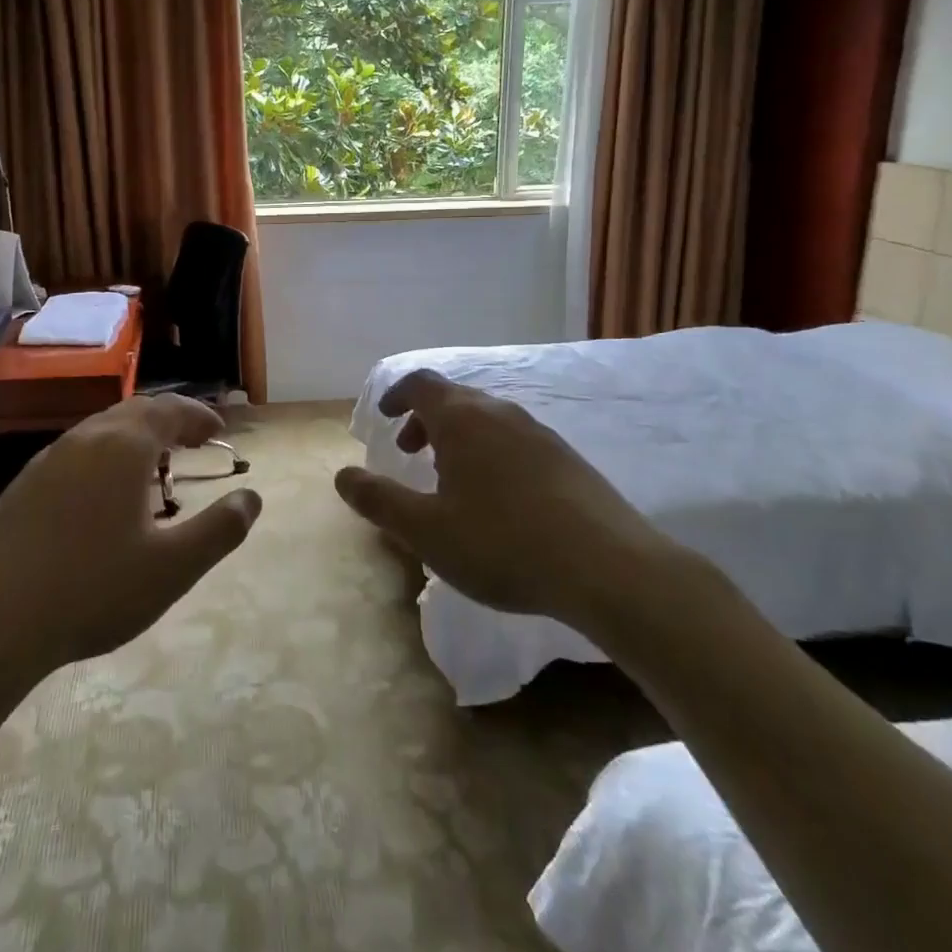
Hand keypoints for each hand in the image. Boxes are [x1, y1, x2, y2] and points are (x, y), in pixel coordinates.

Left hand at [0, 394, 260, 681]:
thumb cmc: (92, 590)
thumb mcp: (172, 569)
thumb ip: (220, 529)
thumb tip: (252, 497)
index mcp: (122, 447)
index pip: (169, 410)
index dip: (198, 415)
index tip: (218, 429)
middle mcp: (84, 439)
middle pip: (134, 412)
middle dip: (169, 420)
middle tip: (192, 441)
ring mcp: (47, 460)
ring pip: (101, 430)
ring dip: (135, 437)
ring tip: (154, 466)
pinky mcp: (22, 486)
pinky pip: (76, 453)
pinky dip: (104, 456)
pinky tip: (104, 496)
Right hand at [333, 370, 676, 627]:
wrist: (609, 567)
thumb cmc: (503, 543)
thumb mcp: (427, 531)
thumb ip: (380, 500)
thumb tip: (342, 476)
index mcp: (462, 419)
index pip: (420, 383)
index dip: (396, 394)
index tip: (383, 417)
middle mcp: (500, 413)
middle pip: (453, 398)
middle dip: (424, 419)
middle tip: (410, 452)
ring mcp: (539, 433)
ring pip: (486, 419)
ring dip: (458, 437)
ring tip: (450, 478)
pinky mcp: (567, 458)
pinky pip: (514, 439)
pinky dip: (490, 451)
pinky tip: (499, 498)